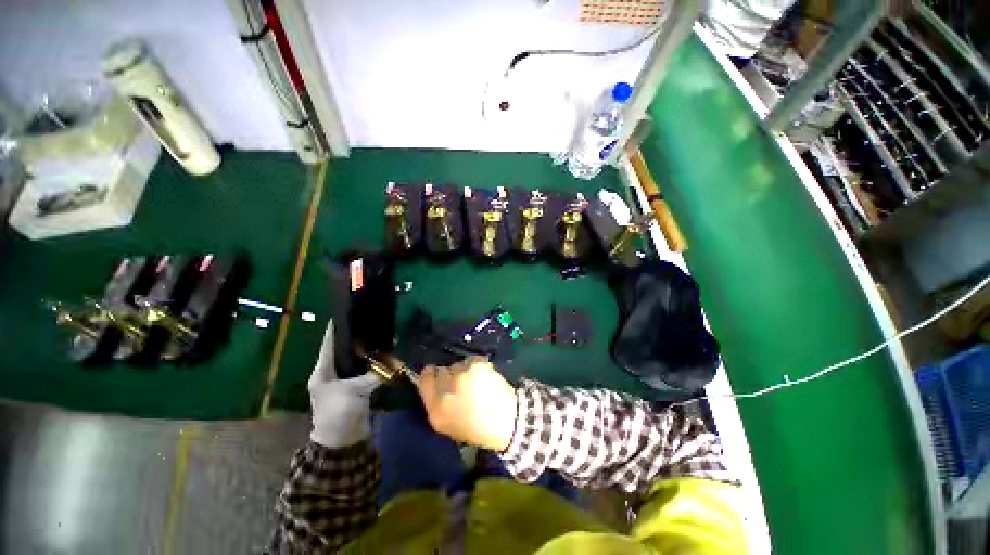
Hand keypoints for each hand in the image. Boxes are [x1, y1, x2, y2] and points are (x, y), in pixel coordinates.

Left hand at [309, 320, 382, 447]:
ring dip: (365, 351)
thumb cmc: (339, 413)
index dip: (334, 329)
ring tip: (377, 335)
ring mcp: (342, 382)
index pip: (328, 344)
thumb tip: (394, 361)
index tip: (344, 314)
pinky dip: (372, 363)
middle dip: (355, 338)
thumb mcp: (355, 391)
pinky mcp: (354, 388)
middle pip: (342, 350)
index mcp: (323, 372)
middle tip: (368, 323)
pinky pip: (363, 370)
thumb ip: (374, 374)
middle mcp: (331, 373)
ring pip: (354, 360)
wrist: (341, 442)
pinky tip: (383, 355)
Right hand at [418, 357, 517, 451]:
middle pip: (441, 370)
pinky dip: (476, 366)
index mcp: (435, 409)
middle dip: (448, 374)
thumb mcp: (447, 425)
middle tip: (460, 383)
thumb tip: (434, 383)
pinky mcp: (476, 365)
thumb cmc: (476, 428)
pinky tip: (484, 377)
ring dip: (463, 371)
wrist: (506, 421)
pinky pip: (471, 360)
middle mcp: (445, 389)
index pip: (425, 380)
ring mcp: (461, 374)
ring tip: (475, 382)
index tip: (436, 374)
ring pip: (457, 364)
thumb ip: (436, 404)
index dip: (430, 375)